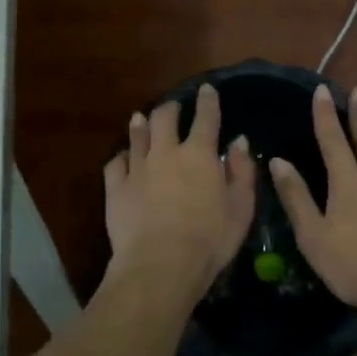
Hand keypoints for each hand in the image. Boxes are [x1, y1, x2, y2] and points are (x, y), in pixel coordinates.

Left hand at [104, 83, 255, 295]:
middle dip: (170, 108)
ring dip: (141, 124)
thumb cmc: (210, 240)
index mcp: (199, 155)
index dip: (208, 101)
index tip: (207, 90)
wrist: (160, 265)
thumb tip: (239, 142)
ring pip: (137, 136)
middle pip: (164, 118)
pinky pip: (115, 163)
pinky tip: (122, 158)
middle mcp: (166, 153)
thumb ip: (241, 172)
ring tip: (142, 118)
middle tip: (173, 107)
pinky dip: (121, 156)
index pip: (206, 118)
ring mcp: (137, 168)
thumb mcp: (240, 208)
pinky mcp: (115, 188)